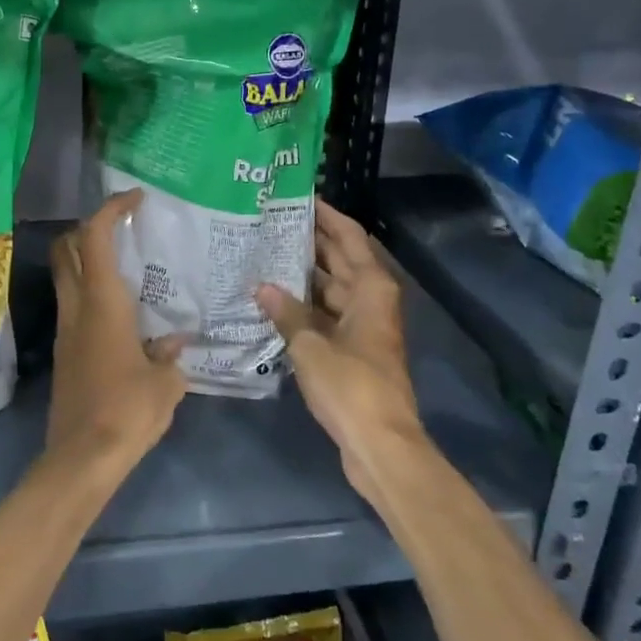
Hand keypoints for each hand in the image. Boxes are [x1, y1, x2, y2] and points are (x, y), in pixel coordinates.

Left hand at [47, 189, 187, 472]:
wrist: (82, 458)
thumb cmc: (128, 411)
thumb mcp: (165, 383)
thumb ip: (171, 355)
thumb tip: (174, 342)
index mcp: (102, 303)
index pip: (94, 238)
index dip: (110, 209)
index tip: (134, 199)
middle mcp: (77, 308)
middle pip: (66, 249)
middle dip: (87, 228)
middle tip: (121, 229)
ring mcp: (66, 331)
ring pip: (66, 277)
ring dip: (87, 261)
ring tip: (127, 268)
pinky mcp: (64, 353)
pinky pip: (74, 307)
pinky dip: (91, 294)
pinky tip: (122, 315)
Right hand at [258, 199, 426, 500]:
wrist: (379, 443)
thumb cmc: (351, 386)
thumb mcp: (311, 346)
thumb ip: (286, 313)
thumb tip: (261, 286)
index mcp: (371, 287)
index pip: (349, 236)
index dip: (327, 215)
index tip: (299, 197)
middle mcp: (370, 299)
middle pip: (340, 259)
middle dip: (309, 240)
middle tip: (270, 222)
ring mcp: (362, 325)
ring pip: (330, 287)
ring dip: (303, 274)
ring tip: (263, 254)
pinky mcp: (352, 349)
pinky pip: (325, 313)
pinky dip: (303, 305)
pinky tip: (272, 299)